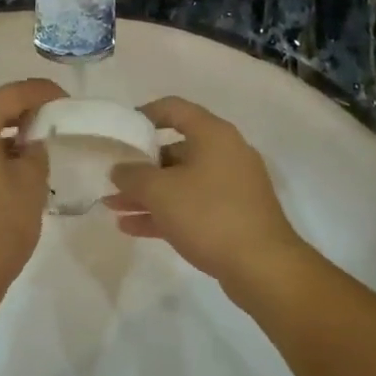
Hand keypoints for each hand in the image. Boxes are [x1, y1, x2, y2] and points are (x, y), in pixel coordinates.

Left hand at [0, 78, 64, 313]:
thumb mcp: (30, 186)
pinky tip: (6, 168)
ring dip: (1, 134)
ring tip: (33, 149)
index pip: (12, 94)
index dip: (43, 93)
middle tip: (54, 125)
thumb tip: (30, 141)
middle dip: (22, 114)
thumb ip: (36, 150)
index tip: (68, 102)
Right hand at [105, 97, 308, 294]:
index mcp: (214, 135)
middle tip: (113, 178)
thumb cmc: (210, 215)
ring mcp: (232, 186)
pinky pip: (192, 205)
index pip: (174, 109)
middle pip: (176, 149)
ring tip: (112, 206)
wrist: (263, 267)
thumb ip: (133, 175)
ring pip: (181, 181)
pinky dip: (165, 212)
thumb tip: (120, 169)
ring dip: (148, 193)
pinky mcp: (233, 215)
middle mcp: (226, 153)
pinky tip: (132, 227)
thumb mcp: (161, 192)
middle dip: (141, 165)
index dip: (144, 114)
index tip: (121, 129)